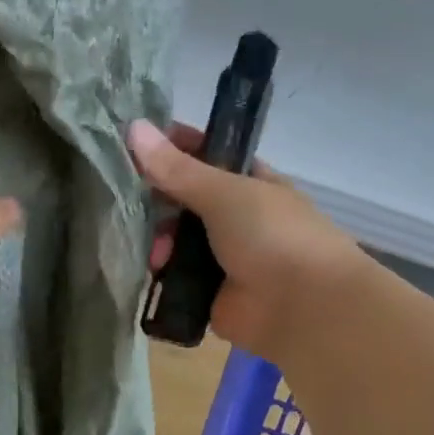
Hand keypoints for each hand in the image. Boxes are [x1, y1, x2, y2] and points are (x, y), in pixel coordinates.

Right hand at [129, 120, 363, 362]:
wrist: (303, 307)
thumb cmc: (272, 235)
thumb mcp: (224, 191)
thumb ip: (177, 168)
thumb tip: (133, 127)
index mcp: (248, 182)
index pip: (204, 155)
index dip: (172, 147)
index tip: (133, 144)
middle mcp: (235, 217)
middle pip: (184, 201)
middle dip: (157, 201)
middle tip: (130, 203)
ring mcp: (222, 257)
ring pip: (176, 240)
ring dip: (158, 241)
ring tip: (155, 252)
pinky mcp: (208, 293)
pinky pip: (175, 278)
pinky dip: (161, 275)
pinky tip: (149, 272)